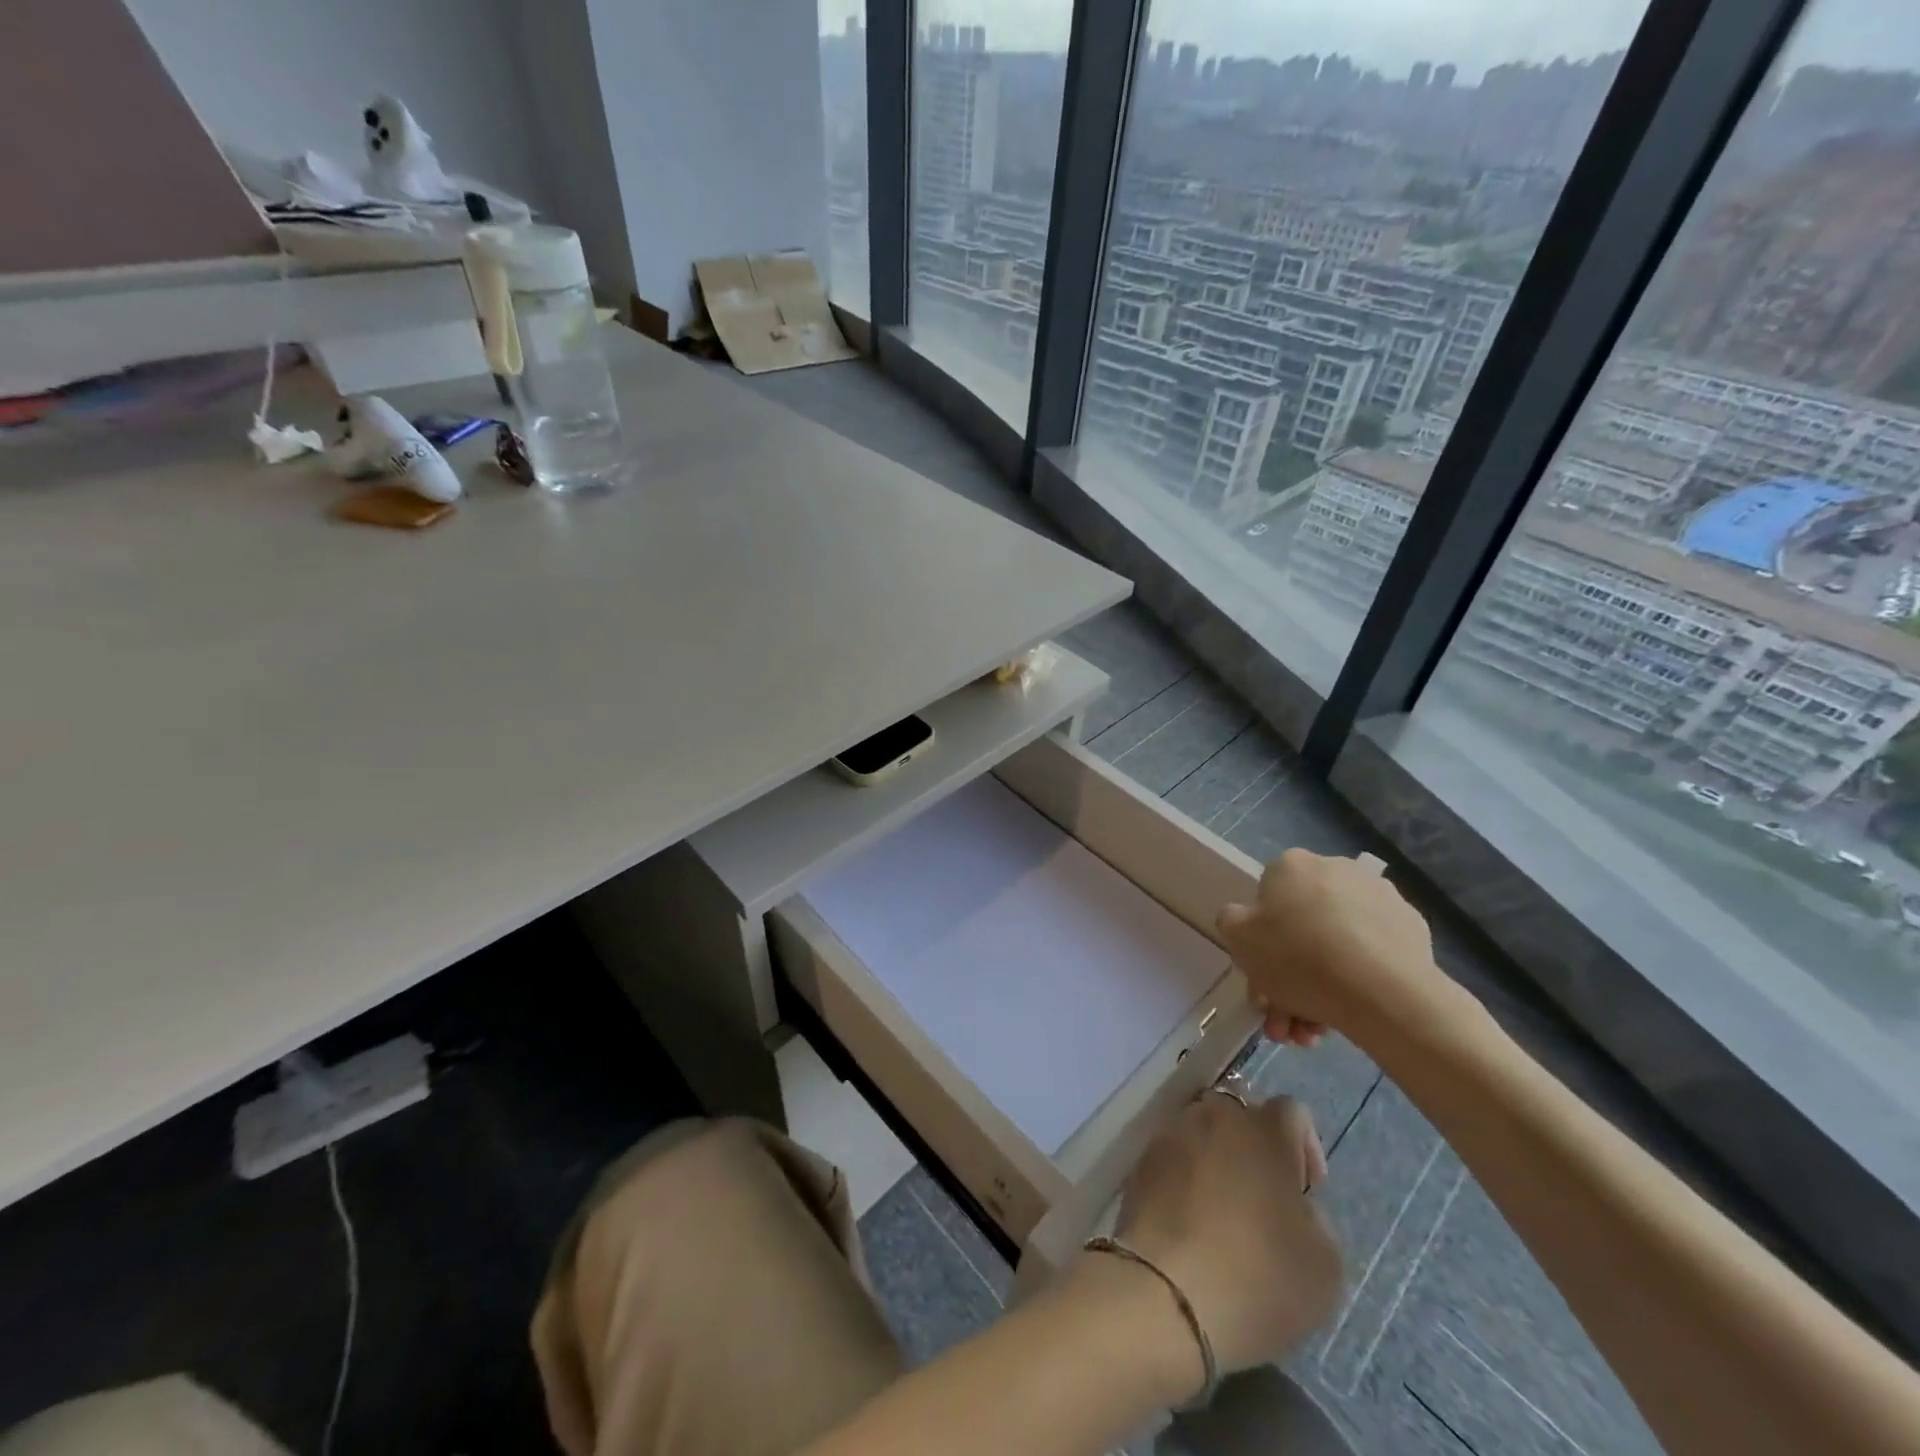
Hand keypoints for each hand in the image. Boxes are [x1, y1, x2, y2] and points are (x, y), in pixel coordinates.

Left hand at [1103, 1095, 1341, 1390]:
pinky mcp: (1141, 1161)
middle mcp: (1215, 1117)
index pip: (1292, 1111)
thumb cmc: (1258, 1277)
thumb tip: (1294, 1206)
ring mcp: (1171, 1135)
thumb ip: (1317, 1221)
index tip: (1307, 1189)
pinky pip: (1173, 1157)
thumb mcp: (1324, 1266)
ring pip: (1202, 1132)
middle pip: (1241, 1116)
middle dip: (1256, 1147)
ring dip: (1217, 1160)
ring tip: (1223, 1211)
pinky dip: (1185, 1178)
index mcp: (1264, 1131)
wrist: (1166, 1292)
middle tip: (1265, 1197)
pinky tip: (1190, 1222)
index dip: (1306, 1145)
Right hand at [1217, 848, 1458, 1047]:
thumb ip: (1232, 921)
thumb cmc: (1296, 958)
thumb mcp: (1237, 938)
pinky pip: (1371, 954)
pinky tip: (1347, 1017)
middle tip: (1287, 1020)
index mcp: (1292, 865)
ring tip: (1315, 1034)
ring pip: (1336, 945)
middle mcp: (1336, 870)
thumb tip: (1247, 920)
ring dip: (1318, 989)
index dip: (1260, 943)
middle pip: (1302, 929)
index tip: (1263, 980)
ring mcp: (1379, 897)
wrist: (1382, 991)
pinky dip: (1356, 981)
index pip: (1267, 900)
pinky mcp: (1412, 928)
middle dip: (1289, 979)